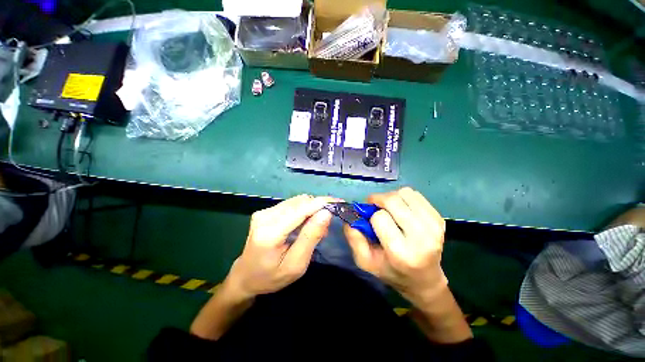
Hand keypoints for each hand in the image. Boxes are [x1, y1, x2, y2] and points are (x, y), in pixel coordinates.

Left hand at [224, 195, 333, 300]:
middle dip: (318, 208)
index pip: (301, 209)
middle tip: (326, 225)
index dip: (322, 203)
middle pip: (300, 202)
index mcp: (270, 232)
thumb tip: (326, 213)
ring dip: (311, 209)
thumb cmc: (271, 277)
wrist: (245, 277)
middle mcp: (265, 216)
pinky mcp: (265, 211)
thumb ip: (311, 237)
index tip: (339, 202)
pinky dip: (303, 210)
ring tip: (317, 226)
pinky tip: (305, 224)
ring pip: (297, 201)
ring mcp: (264, 212)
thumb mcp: (296, 264)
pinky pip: (291, 205)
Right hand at [344, 187, 446, 306]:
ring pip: (404, 193)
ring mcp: (434, 226)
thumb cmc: (391, 271)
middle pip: (393, 200)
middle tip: (375, 207)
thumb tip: (352, 215)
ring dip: (391, 197)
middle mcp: (421, 237)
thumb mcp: (365, 261)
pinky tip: (402, 210)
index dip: (371, 217)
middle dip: (378, 200)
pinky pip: (416, 195)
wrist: (424, 279)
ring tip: (390, 209)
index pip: (379, 217)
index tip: (370, 221)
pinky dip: (404, 198)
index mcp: (401, 252)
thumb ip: (354, 238)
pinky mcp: (440, 219)